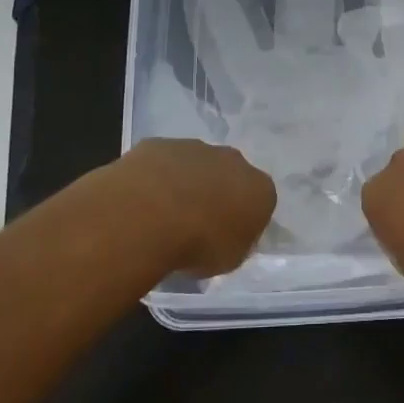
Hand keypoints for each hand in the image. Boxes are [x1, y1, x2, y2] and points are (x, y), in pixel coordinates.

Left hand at [110, 139, 275, 276]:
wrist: (151, 215)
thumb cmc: (199, 244)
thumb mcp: (230, 258)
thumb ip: (235, 241)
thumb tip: (226, 235)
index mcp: (259, 188)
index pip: (260, 201)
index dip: (243, 219)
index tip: (225, 237)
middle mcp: (233, 160)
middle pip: (230, 175)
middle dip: (217, 193)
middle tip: (196, 223)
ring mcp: (195, 147)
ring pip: (195, 164)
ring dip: (185, 183)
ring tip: (164, 215)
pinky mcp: (160, 144)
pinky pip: (162, 161)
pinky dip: (156, 177)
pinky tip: (142, 200)